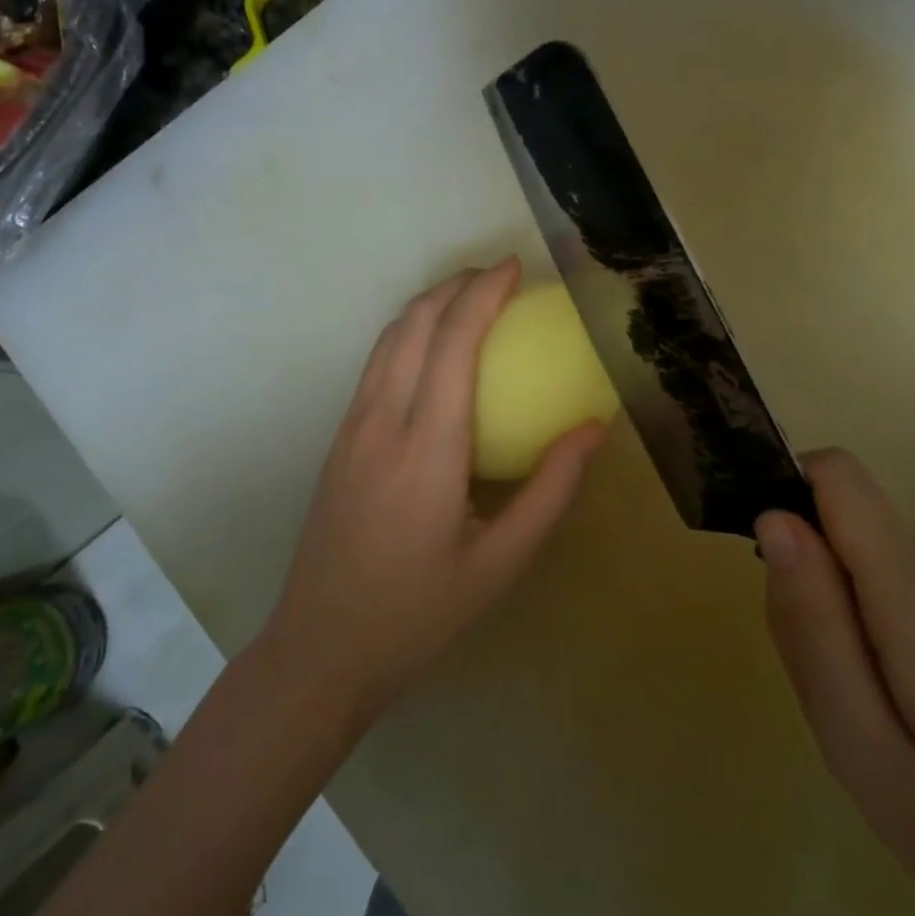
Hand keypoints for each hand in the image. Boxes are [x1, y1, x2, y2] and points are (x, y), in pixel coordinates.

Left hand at [264, 259, 605, 713]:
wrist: (322, 647)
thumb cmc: (419, 612)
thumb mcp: (501, 563)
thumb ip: (551, 490)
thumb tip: (592, 429)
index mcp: (427, 447)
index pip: (453, 342)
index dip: (483, 293)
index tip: (514, 267)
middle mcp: (382, 420)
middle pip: (413, 323)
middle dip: (455, 284)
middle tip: (497, 275)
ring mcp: (351, 427)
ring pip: (387, 338)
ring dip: (427, 304)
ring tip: (468, 296)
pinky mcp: (339, 439)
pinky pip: (375, 364)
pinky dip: (407, 334)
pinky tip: (432, 350)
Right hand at [756, 451, 914, 915]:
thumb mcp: (861, 747)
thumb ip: (811, 624)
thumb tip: (774, 517)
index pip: (837, 473)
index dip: (789, 498)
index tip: (776, 576)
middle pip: (843, 531)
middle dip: (815, 594)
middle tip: (837, 696)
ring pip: (867, 565)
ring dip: (847, 623)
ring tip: (879, 720)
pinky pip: (902, 587)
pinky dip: (882, 634)